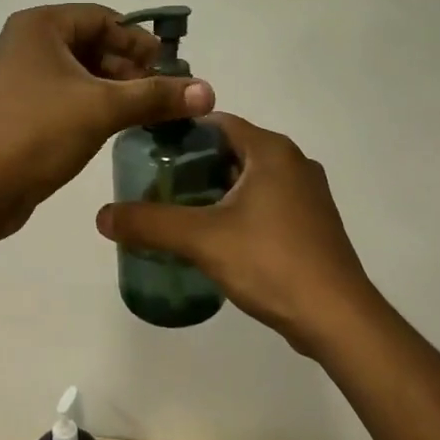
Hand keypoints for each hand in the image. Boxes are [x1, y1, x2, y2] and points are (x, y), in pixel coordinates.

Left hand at [0, 4, 214, 237]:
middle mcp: (27, 44)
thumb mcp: (103, 109)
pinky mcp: (21, 109)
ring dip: (117, 90)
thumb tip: (209, 90)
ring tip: (148, 115)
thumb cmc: (38, 133)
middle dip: (132, 70)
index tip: (172, 72)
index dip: (141, 43)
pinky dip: (95, 106)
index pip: (104, 19)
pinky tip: (118, 128)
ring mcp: (20, 77)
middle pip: (94, 45)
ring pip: (82, 73)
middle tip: (165, 97)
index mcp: (40, 26)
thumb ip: (156, 96)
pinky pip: (68, 96)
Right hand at [95, 114, 381, 354]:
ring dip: (215, 190)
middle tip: (155, 185)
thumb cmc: (271, 262)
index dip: (181, 133)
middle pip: (232, 150)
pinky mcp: (311, 224)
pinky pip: (265, 203)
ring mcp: (307, 195)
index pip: (217, 122)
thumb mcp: (202, 239)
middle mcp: (294, 163)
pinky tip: (214, 237)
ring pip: (249, 180)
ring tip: (177, 211)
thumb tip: (102, 216)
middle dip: (194, 166)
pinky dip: (238, 210)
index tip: (148, 152)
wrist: (336, 317)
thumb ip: (150, 223)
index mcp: (272, 151)